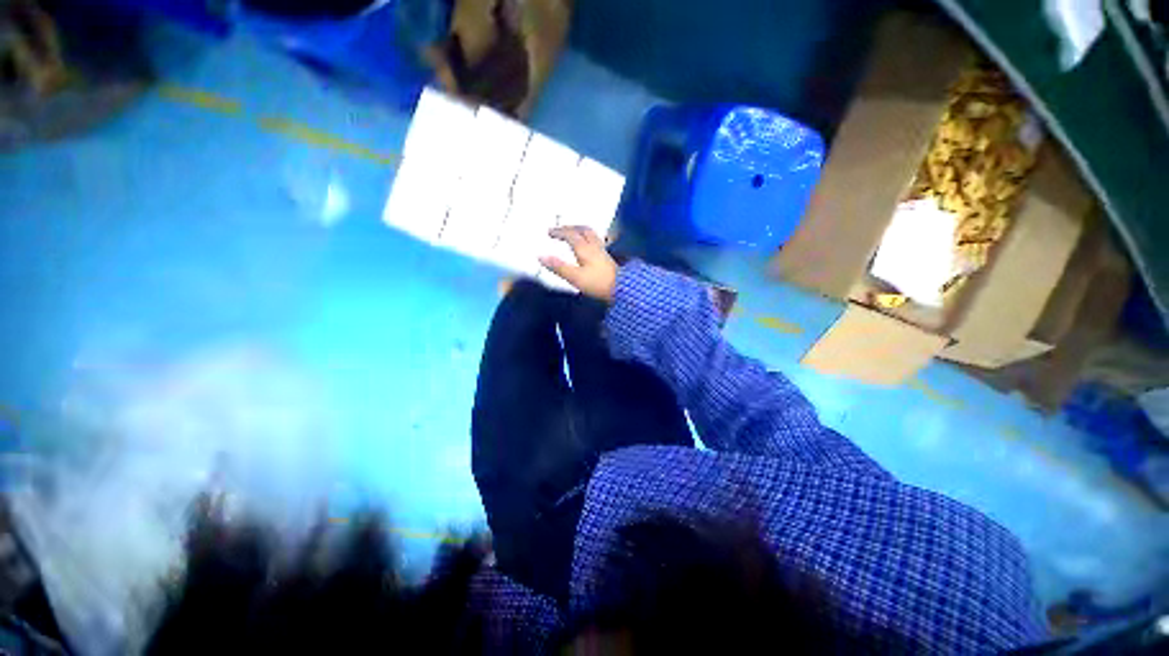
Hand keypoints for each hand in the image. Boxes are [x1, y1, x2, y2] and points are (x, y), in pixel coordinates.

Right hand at [540, 226, 618, 302]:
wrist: (622, 289)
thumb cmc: (598, 283)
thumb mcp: (575, 277)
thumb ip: (558, 267)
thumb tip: (541, 256)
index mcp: (585, 248)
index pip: (570, 235)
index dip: (559, 232)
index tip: (550, 232)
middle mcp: (594, 246)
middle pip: (583, 230)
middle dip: (570, 227)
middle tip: (561, 229)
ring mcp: (603, 251)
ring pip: (591, 234)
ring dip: (580, 231)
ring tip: (574, 233)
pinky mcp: (608, 258)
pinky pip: (596, 241)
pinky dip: (588, 239)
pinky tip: (588, 246)